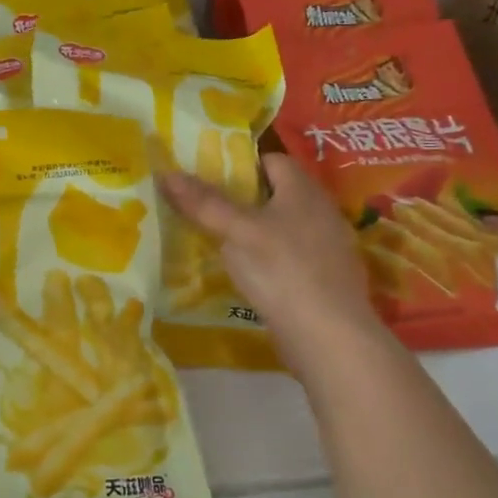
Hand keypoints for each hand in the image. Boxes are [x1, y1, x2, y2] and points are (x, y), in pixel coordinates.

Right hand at [159, 153, 398, 387]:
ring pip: (284, 227)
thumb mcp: (235, 232)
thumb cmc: (282, 269)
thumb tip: (167, 173)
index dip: (241, 164)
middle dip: (244, 200)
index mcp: (304, 189)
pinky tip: (249, 276)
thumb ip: (203, 202)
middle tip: (207, 209)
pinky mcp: (326, 279)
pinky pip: (292, 257)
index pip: (272, 160)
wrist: (330, 337)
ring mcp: (328, 247)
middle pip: (277, 194)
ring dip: (256, 232)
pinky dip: (270, 260)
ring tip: (220, 242)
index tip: (210, 177)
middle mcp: (321, 211)